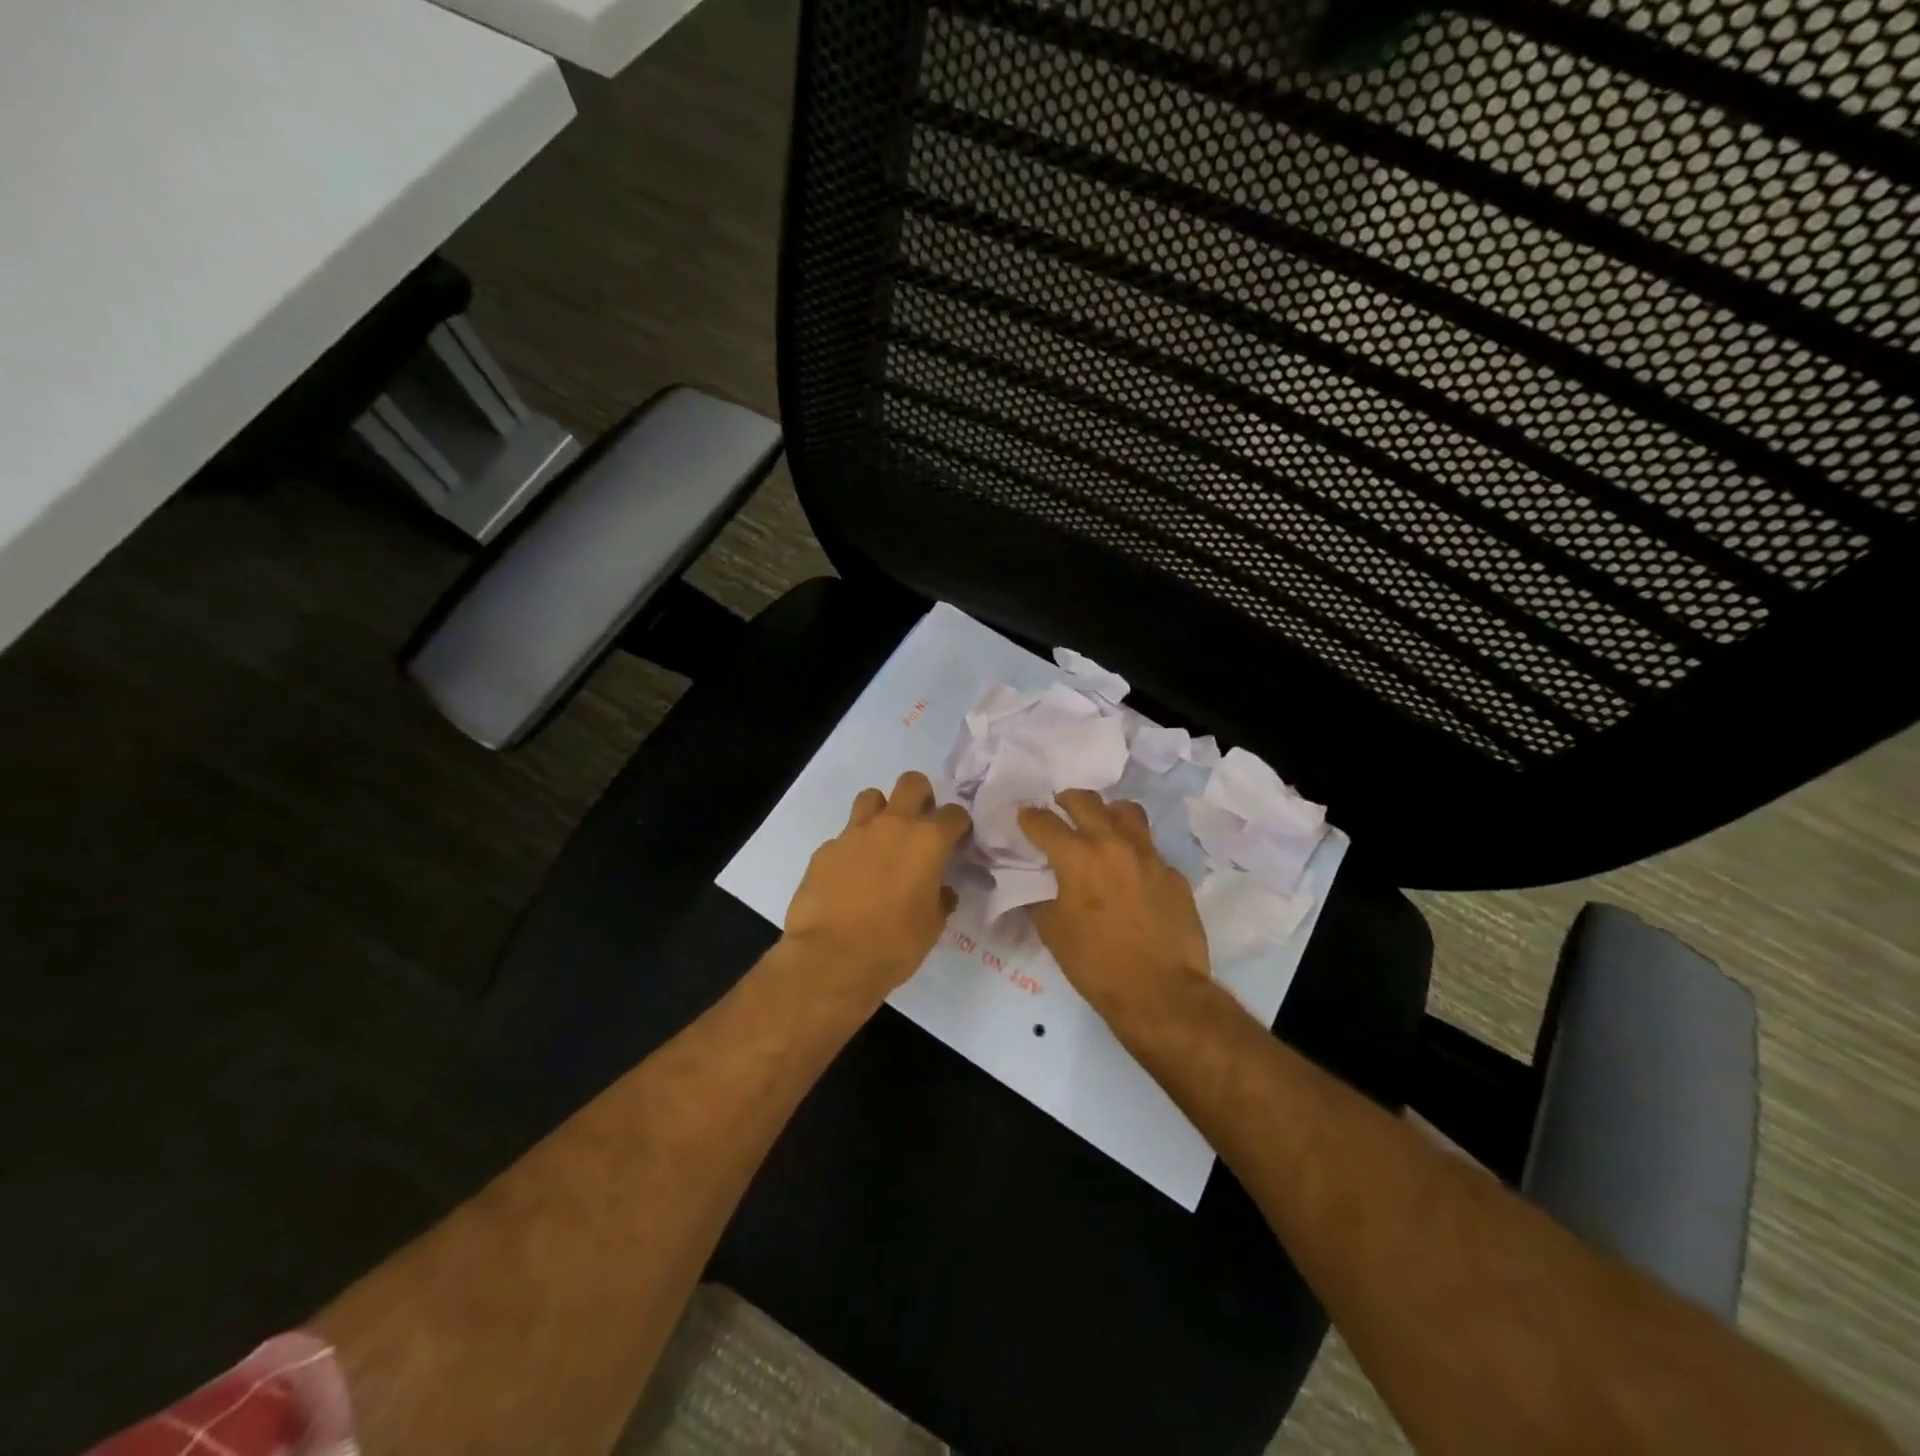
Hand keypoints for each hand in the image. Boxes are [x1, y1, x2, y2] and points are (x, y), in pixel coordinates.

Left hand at [782, 771, 971, 1002]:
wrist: (830, 959)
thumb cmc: (894, 945)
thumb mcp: (932, 926)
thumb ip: (940, 898)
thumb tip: (940, 890)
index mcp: (927, 841)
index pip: (954, 814)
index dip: (959, 826)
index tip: (957, 841)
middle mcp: (892, 826)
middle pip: (912, 783)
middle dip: (921, 797)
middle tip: (920, 825)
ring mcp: (854, 834)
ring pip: (872, 797)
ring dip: (882, 812)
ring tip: (882, 841)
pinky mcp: (824, 850)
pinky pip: (844, 837)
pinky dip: (852, 849)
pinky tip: (851, 876)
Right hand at [1019, 790, 1210, 1022]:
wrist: (1162, 992)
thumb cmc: (1097, 964)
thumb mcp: (1053, 933)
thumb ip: (1039, 899)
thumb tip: (1035, 885)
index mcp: (1078, 857)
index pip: (1044, 822)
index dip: (1029, 817)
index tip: (1024, 816)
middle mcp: (1113, 844)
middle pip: (1086, 801)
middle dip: (1066, 801)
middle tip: (1059, 809)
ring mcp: (1149, 855)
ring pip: (1126, 811)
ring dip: (1107, 813)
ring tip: (1100, 826)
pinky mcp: (1173, 873)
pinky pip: (1149, 849)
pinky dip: (1134, 851)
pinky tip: (1130, 873)